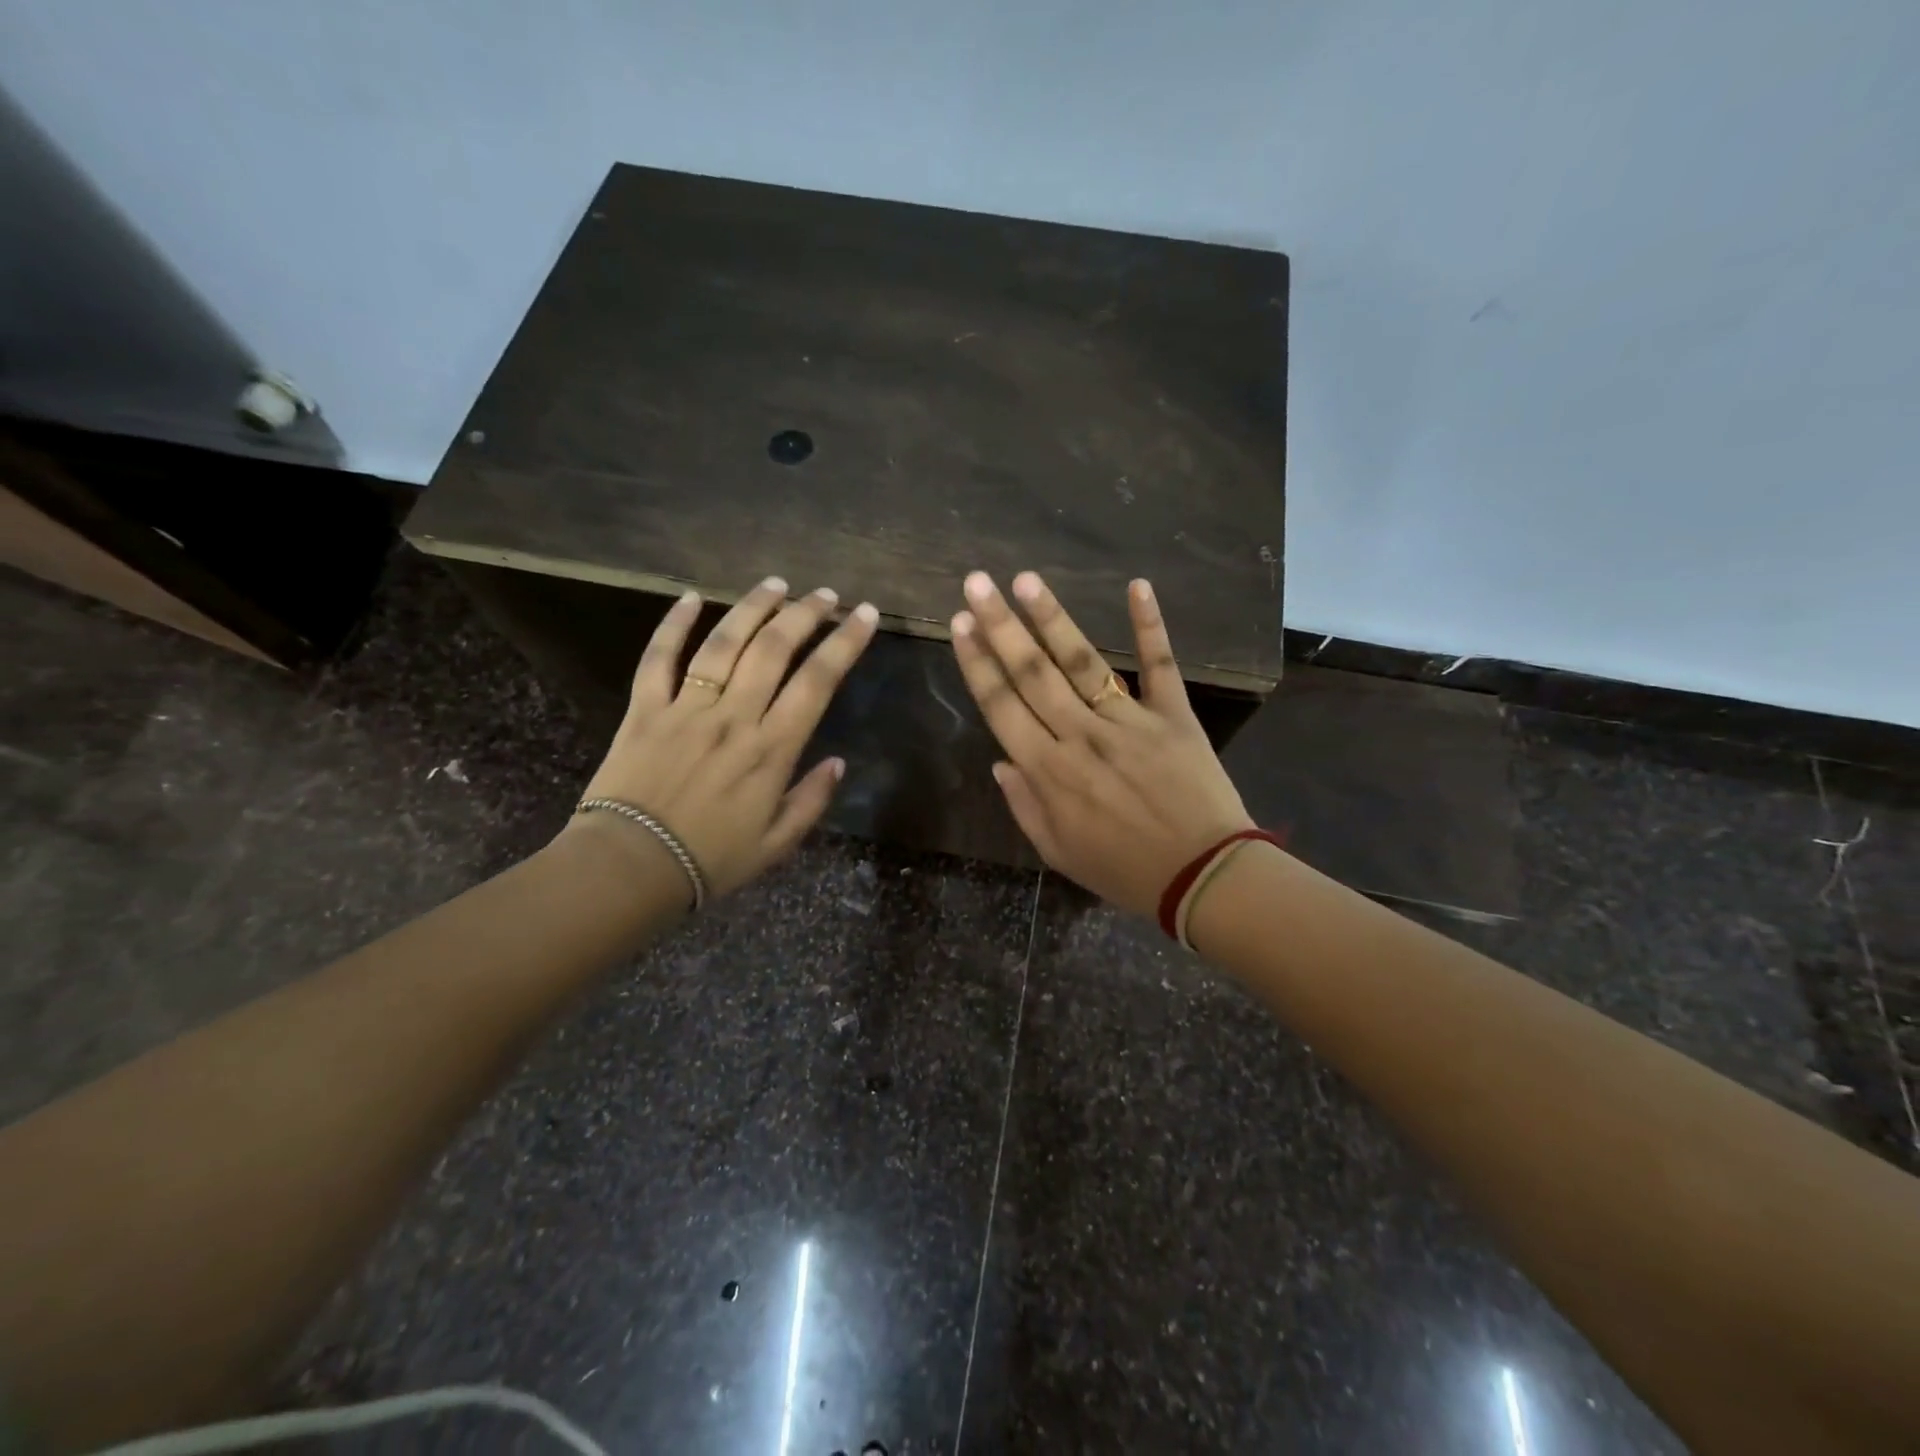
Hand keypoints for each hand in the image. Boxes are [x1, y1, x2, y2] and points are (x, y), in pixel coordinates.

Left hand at [571, 576, 878, 901]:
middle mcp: (733, 717)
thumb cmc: (711, 859)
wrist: (630, 867)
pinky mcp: (645, 709)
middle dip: (804, 614)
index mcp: (771, 749)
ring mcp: (686, 708)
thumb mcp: (777, 843)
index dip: (845, 643)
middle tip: (825, 594)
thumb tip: (837, 762)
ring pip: (723, 643)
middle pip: (774, 649)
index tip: (864, 616)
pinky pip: (658, 658)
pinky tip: (690, 598)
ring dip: (752, 608)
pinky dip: (672, 625)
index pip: (817, 682)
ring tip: (775, 584)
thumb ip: (811, 800)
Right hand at [949, 570, 1254, 918]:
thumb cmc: (1125, 870)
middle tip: (977, 582)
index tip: (959, 625)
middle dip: (1000, 626)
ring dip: (1052, 617)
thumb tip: (1000, 760)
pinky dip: (1151, 626)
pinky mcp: (1173, 715)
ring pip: (1082, 661)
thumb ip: (1024, 804)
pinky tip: (1138, 585)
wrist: (1204, 876)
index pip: (1002, 706)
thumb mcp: (1058, 853)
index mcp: (1049, 770)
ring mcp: (1129, 720)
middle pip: (1033, 673)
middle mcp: (1081, 735)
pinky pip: (1160, 665)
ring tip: (1026, 578)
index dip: (977, 663)